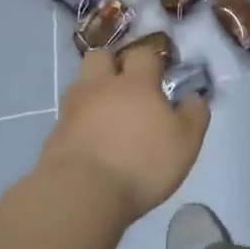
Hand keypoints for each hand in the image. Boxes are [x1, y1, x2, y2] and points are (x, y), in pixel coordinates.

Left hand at [40, 46, 208, 224]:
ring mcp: (73, 109)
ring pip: (80, 84)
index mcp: (136, 83)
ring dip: (91, 91)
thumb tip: (194, 97)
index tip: (158, 75)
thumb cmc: (141, 164)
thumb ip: (194, 116)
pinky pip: (67, 116)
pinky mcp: (55, 134)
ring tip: (105, 113)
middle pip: (100, 56)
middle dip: (111, 64)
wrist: (81, 194)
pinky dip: (78, 122)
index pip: (142, 54)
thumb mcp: (185, 144)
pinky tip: (88, 141)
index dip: (150, 60)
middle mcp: (101, 87)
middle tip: (124, 85)